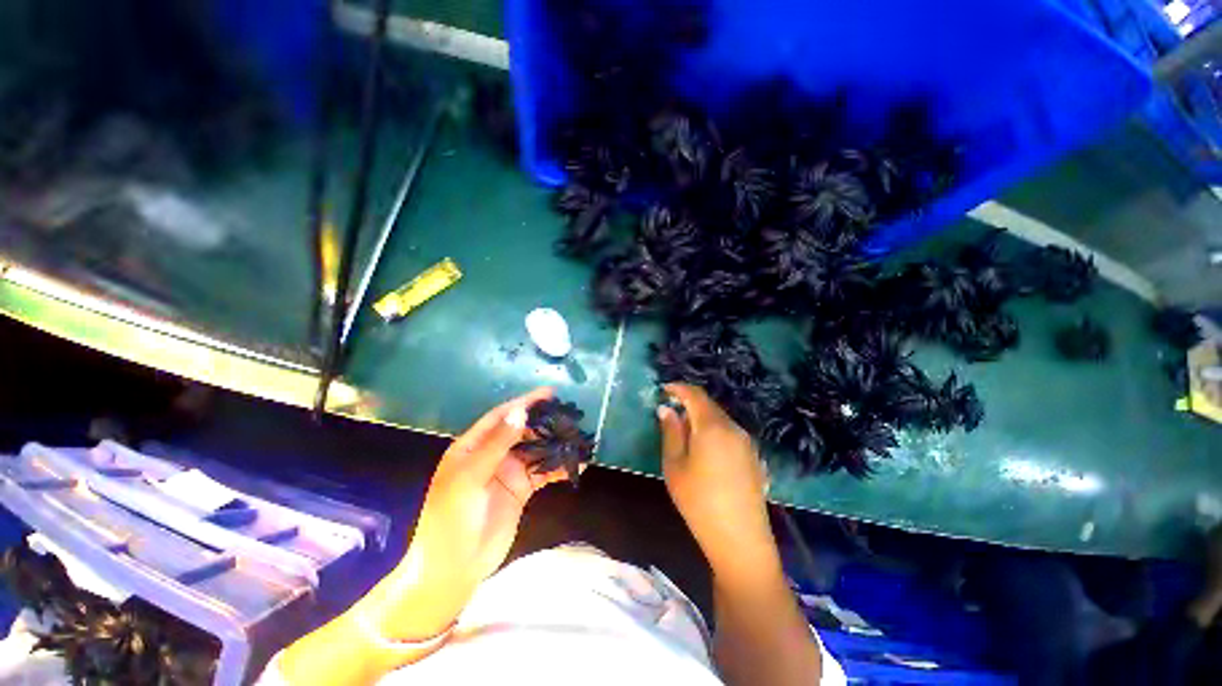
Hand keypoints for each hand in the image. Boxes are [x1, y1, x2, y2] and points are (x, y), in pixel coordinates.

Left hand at [360, 387, 565, 640]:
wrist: (453, 570)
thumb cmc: (450, 519)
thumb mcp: (469, 478)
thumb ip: (497, 444)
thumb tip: (521, 412)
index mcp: (472, 447)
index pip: (501, 416)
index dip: (524, 403)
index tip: (550, 393)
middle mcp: (492, 455)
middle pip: (522, 431)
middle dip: (544, 422)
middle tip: (570, 414)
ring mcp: (508, 472)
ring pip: (535, 450)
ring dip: (554, 444)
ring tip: (578, 436)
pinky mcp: (521, 490)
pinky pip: (543, 473)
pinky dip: (559, 468)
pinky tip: (576, 465)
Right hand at [657, 384, 774, 578]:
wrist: (741, 541)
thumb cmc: (699, 502)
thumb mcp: (675, 465)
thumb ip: (671, 432)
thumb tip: (666, 409)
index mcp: (713, 426)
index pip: (695, 395)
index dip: (678, 388)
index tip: (664, 389)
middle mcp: (734, 428)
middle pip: (709, 406)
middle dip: (689, 404)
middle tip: (671, 413)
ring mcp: (747, 443)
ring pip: (721, 419)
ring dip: (702, 418)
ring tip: (685, 433)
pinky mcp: (754, 457)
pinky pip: (730, 433)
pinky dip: (714, 431)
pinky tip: (706, 450)